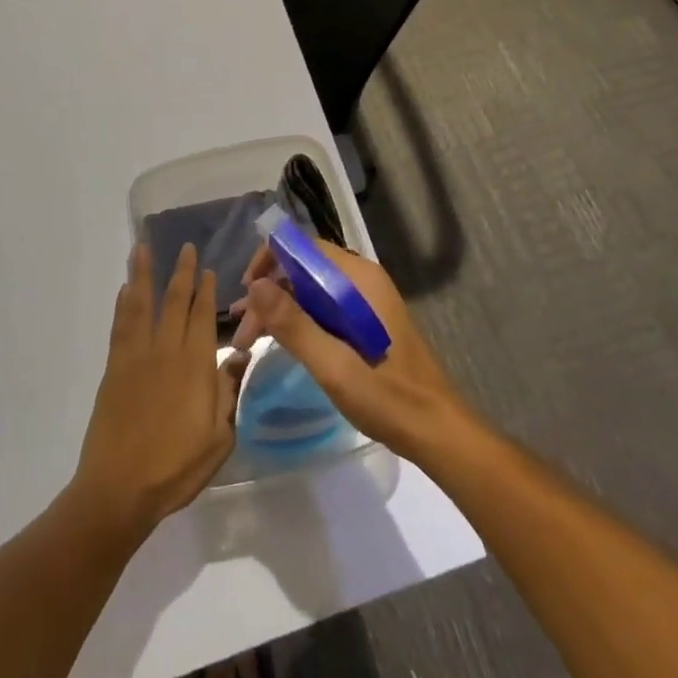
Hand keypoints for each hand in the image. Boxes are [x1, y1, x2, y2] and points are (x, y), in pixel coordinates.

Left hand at [69, 244, 248, 534]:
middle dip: (182, 272)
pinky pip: (121, 327)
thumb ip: (228, 392)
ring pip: (142, 305)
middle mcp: (167, 351)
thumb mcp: (219, 438)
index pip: (204, 316)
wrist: (119, 490)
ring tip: (142, 248)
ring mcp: (137, 357)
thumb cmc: (175, 468)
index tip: (209, 269)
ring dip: (143, 275)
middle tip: (185, 247)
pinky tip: (125, 290)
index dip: (206, 291)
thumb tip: (239, 355)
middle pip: (175, 302)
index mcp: (196, 365)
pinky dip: (123, 305)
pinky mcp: (115, 370)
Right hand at [230, 240, 472, 464]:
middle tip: (242, 333)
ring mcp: (365, 300)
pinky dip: (298, 320)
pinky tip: (280, 343)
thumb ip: (294, 324)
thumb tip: (256, 286)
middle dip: (270, 293)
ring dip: (280, 309)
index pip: (306, 247)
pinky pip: (323, 307)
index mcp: (359, 279)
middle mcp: (362, 280)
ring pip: (311, 290)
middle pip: (305, 268)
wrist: (435, 430)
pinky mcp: (365, 321)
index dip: (270, 260)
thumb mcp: (334, 365)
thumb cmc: (388, 397)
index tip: (245, 293)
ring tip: (248, 341)